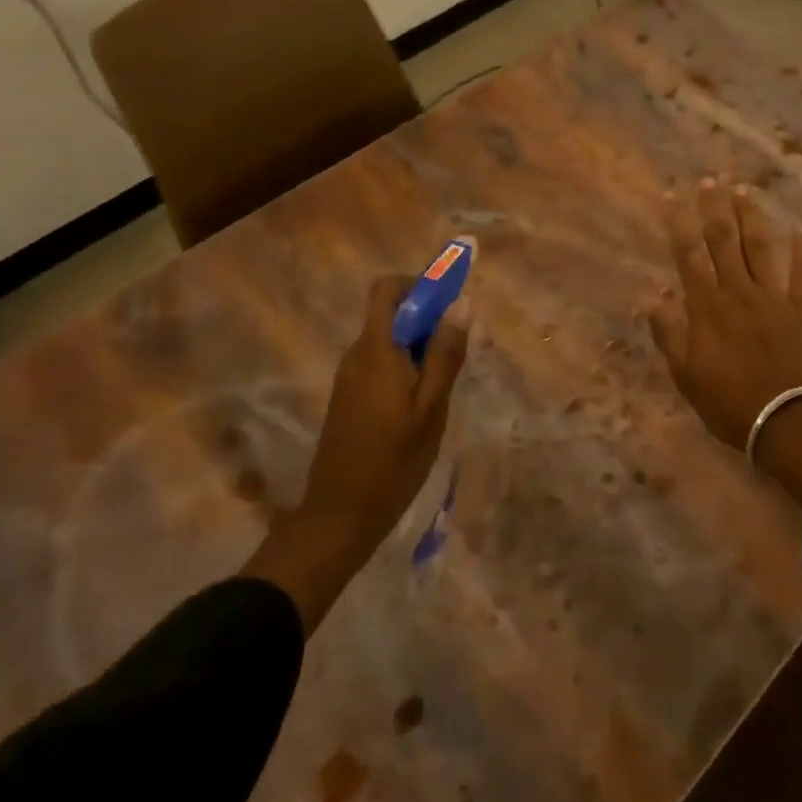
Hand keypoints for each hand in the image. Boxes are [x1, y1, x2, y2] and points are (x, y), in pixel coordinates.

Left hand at [247, 276, 470, 632]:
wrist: (339, 516)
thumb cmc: (392, 461)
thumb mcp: (431, 407)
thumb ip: (445, 354)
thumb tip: (461, 303)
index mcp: (374, 349)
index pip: (386, 289)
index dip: (418, 284)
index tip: (450, 303)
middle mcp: (356, 354)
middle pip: (390, 313)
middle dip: (426, 319)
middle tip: (457, 351)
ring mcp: (349, 377)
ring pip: (388, 340)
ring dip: (418, 346)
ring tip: (444, 383)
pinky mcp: (349, 398)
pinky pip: (380, 363)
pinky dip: (405, 367)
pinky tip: (423, 404)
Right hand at [648, 180, 801, 503]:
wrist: (784, 422)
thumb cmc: (727, 402)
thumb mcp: (685, 374)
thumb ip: (668, 332)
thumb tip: (651, 295)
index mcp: (707, 307)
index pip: (689, 255)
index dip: (681, 222)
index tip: (675, 195)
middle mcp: (739, 293)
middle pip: (725, 242)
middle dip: (716, 208)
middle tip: (712, 180)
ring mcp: (774, 300)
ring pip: (761, 250)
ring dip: (753, 219)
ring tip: (746, 192)